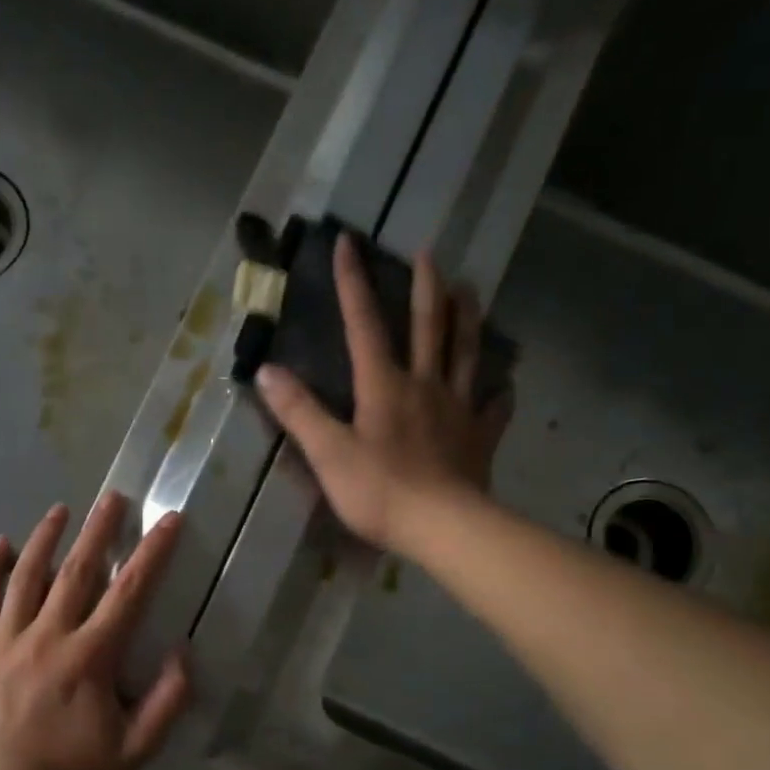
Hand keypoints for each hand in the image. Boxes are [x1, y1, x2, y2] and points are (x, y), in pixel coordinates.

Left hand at [0, 492, 190, 769]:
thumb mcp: (137, 749)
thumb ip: (168, 700)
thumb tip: (183, 650)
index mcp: (89, 658)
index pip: (129, 592)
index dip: (152, 553)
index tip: (168, 519)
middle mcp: (46, 638)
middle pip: (76, 571)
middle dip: (98, 530)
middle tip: (112, 497)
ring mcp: (1, 642)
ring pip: (25, 577)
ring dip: (45, 539)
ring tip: (61, 510)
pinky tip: (0, 545)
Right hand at [255, 235, 510, 556]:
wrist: (442, 527)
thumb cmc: (379, 491)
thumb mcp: (328, 453)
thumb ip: (299, 411)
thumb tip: (267, 370)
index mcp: (384, 386)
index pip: (364, 324)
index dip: (353, 283)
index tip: (349, 242)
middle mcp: (425, 385)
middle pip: (428, 326)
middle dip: (425, 287)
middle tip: (429, 254)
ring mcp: (458, 409)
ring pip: (466, 353)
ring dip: (468, 319)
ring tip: (471, 290)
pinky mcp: (480, 437)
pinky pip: (493, 408)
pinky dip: (498, 392)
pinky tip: (503, 385)